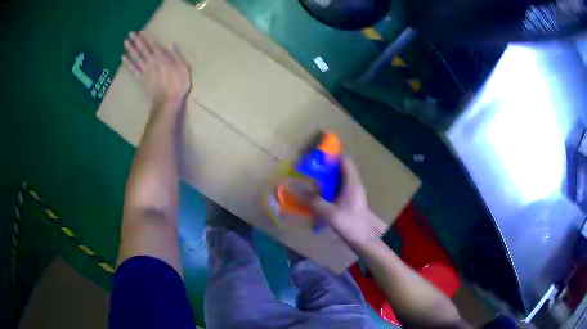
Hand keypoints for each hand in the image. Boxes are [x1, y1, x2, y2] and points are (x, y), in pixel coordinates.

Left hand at [123, 31, 191, 108]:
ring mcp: (144, 71)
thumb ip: (176, 55)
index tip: (138, 32)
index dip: (144, 38)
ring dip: (130, 49)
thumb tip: (170, 44)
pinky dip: (128, 63)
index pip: (151, 45)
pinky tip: (123, 58)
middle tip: (129, 34)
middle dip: (135, 41)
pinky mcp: (140, 80)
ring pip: (135, 57)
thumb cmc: (178, 85)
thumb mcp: (183, 67)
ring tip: (125, 42)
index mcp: (162, 57)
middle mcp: (151, 62)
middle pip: (142, 49)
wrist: (167, 102)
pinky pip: (132, 69)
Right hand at [310, 157, 374, 244]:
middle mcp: (355, 184)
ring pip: (342, 178)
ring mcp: (355, 192)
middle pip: (343, 168)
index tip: (319, 156)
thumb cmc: (349, 224)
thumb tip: (295, 190)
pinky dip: (332, 186)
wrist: (361, 239)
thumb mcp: (329, 213)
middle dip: (328, 166)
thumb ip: (313, 201)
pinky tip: (322, 193)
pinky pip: (342, 187)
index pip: (346, 161)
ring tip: (314, 179)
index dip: (333, 156)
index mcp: (352, 184)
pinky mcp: (353, 199)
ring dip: (329, 177)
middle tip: (312, 168)